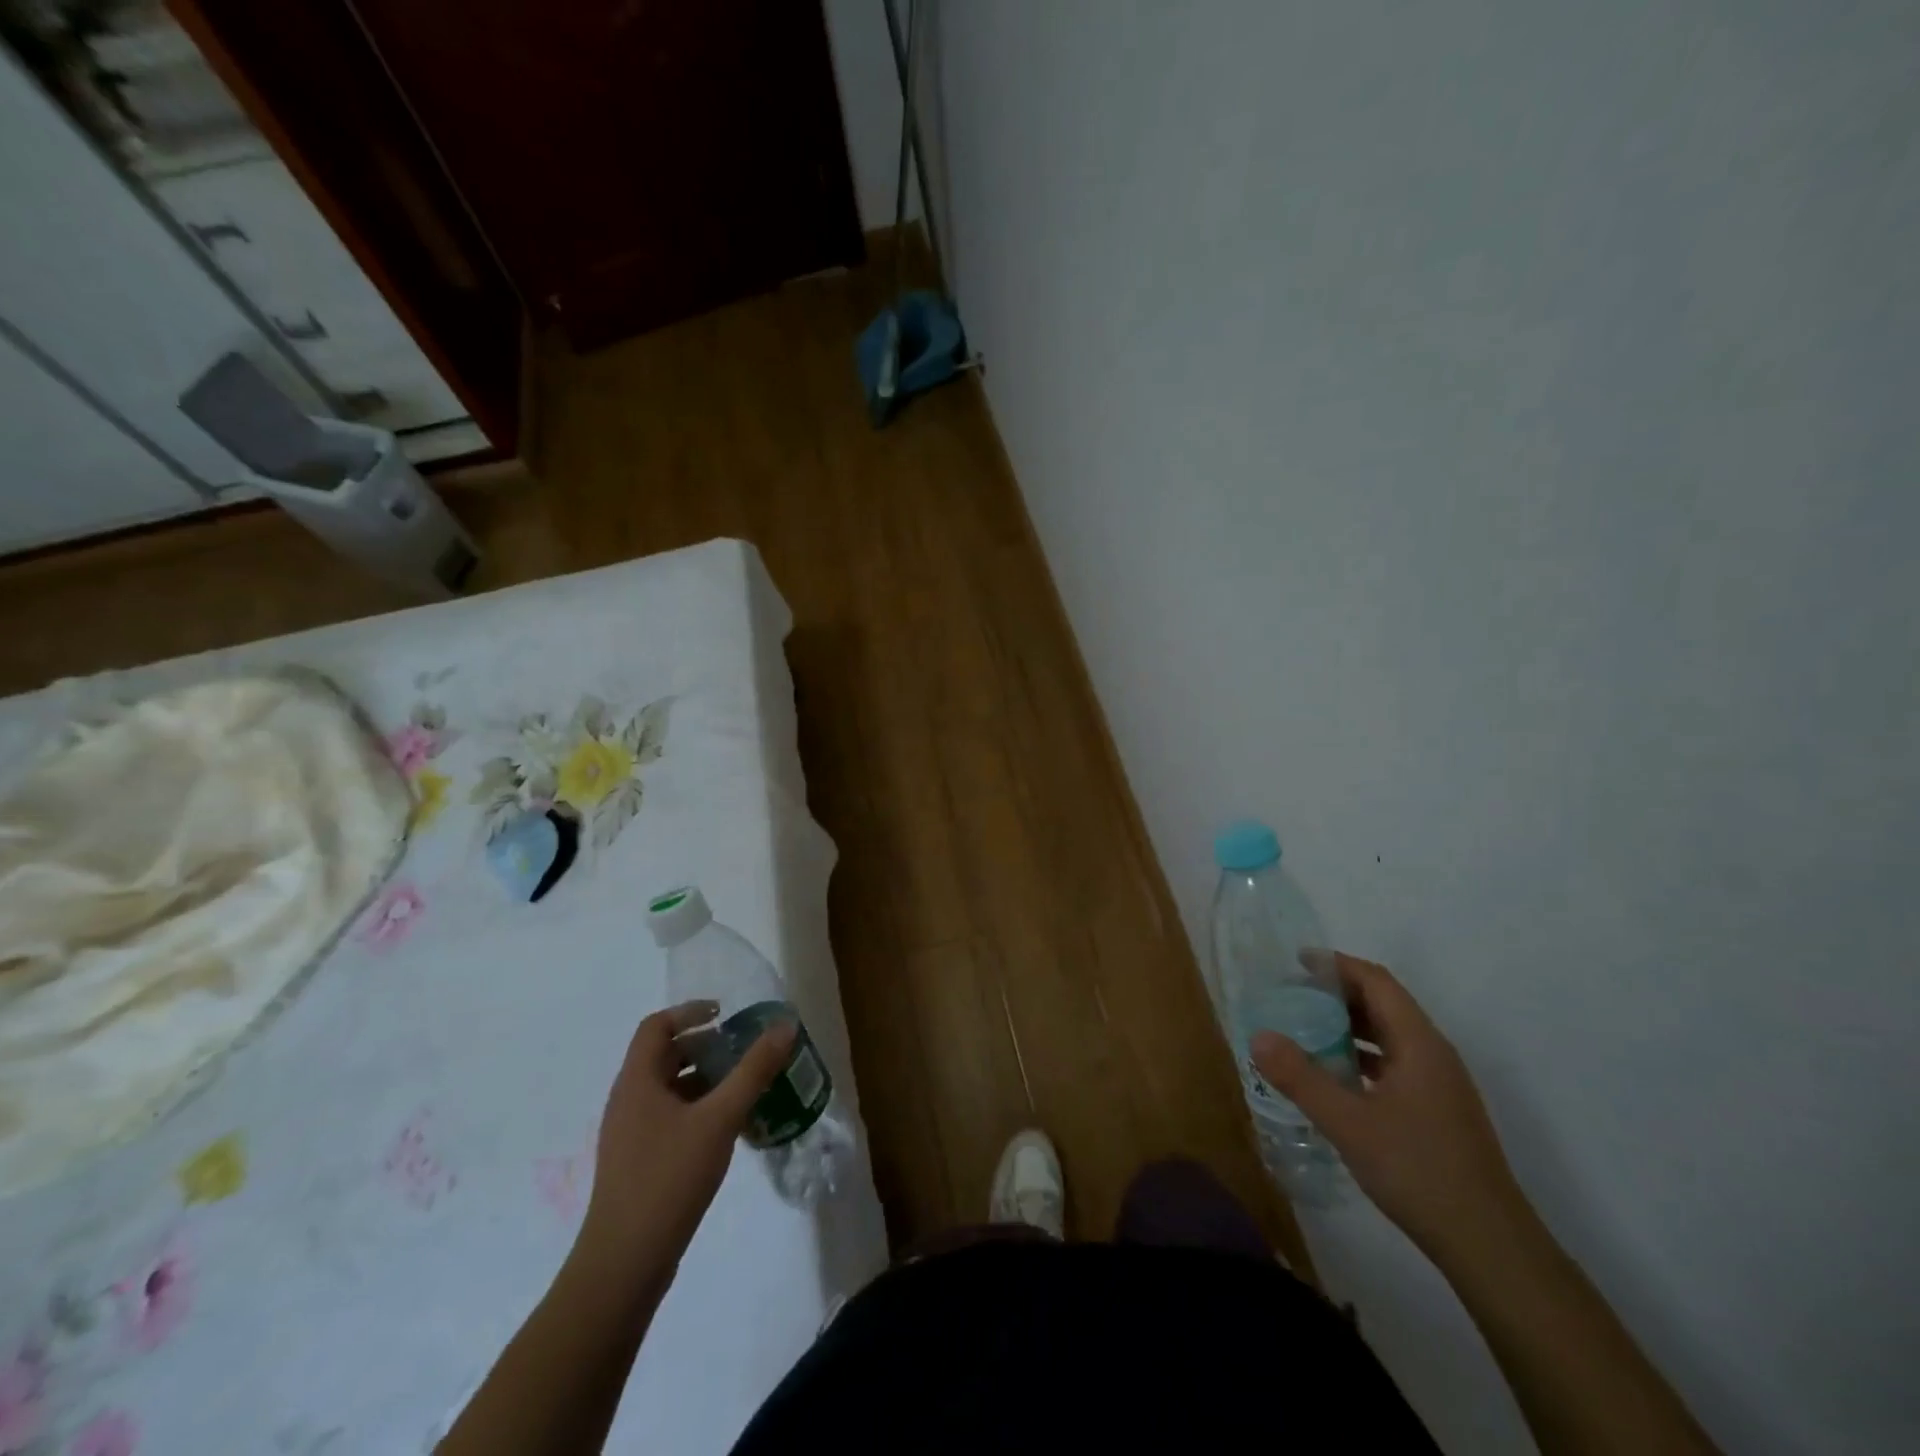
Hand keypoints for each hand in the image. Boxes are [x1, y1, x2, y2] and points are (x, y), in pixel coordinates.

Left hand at [575, 1000, 794, 1287]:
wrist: (624, 1265)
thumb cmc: (668, 1179)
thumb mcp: (720, 1119)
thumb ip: (753, 1071)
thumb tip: (784, 1026)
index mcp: (637, 1081)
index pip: (656, 1025)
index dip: (690, 1011)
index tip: (726, 1014)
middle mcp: (628, 1100)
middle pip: (665, 1055)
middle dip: (706, 1046)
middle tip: (744, 1049)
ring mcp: (630, 1134)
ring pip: (669, 1089)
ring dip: (705, 1079)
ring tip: (745, 1086)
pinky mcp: (638, 1162)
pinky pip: (670, 1117)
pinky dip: (698, 1109)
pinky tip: (729, 1128)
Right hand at [1251, 953, 1534, 1265]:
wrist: (1490, 1246)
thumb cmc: (1419, 1171)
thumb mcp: (1349, 1123)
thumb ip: (1301, 1077)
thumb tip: (1258, 1036)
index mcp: (1419, 1044)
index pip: (1377, 983)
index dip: (1338, 965)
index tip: (1297, 961)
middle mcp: (1433, 1054)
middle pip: (1384, 1004)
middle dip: (1338, 993)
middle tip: (1290, 994)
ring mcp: (1439, 1085)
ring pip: (1389, 1036)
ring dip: (1348, 1026)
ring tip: (1304, 1028)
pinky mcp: (1437, 1111)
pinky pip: (1393, 1064)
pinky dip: (1361, 1056)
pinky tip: (1334, 1076)